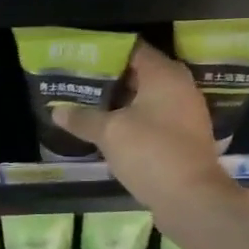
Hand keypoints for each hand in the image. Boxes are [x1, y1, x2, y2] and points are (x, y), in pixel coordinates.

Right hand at [51, 42, 227, 208]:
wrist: (191, 199)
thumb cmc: (151, 153)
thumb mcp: (110, 133)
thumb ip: (83, 119)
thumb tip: (57, 111)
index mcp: (165, 75)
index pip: (132, 49)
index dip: (105, 52)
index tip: (79, 59)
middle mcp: (179, 88)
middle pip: (139, 74)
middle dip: (108, 80)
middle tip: (78, 84)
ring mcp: (185, 114)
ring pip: (146, 100)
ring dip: (119, 104)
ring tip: (87, 107)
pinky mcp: (183, 139)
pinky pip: (153, 121)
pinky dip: (133, 123)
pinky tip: (109, 133)